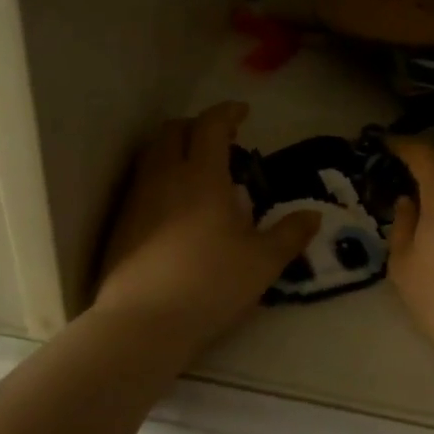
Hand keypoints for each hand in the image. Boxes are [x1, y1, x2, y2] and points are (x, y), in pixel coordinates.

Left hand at [95, 103, 319, 348]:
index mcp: (202, 176)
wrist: (144, 321)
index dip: (228, 112)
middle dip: (196, 126)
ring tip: (196, 170)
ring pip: (152, 155)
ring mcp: (137, 199)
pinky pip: (141, 183)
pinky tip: (173, 206)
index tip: (242, 113)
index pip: (211, 126)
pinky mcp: (121, 223)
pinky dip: (160, 177)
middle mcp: (165, 177)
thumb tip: (313, 216)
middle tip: (219, 140)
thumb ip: (290, 235)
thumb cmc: (211, 284)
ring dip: (174, 149)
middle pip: (173, 131)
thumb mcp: (263, 263)